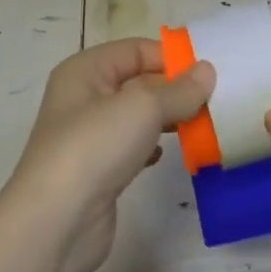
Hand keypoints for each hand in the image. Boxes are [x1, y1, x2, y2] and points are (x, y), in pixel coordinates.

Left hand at [3, 39, 213, 271]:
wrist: (56, 222)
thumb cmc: (95, 147)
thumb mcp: (143, 107)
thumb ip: (179, 89)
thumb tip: (207, 71)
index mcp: (85, 70)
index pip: (136, 49)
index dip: (171, 57)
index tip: (209, 73)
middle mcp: (84, 97)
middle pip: (138, 81)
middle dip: (174, 89)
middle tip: (214, 101)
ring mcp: (90, 135)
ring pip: (138, 116)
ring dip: (168, 119)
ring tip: (201, 126)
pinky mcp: (98, 169)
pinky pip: (133, 146)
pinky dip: (152, 147)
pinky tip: (167, 155)